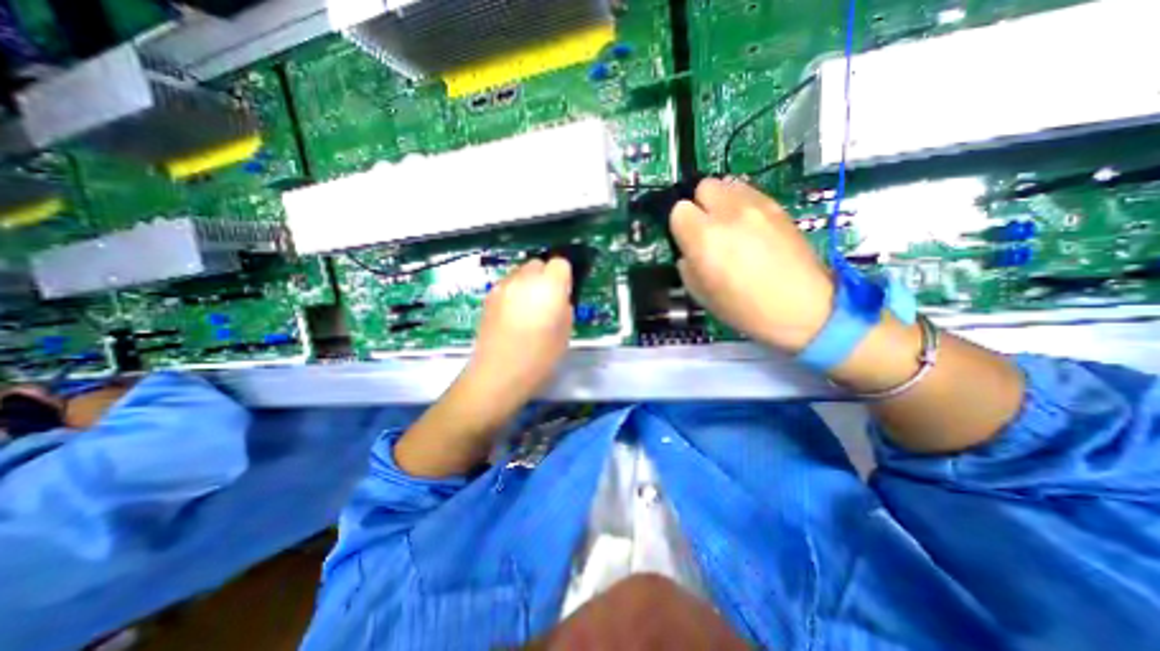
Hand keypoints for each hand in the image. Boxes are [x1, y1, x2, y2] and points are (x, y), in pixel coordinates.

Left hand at [460, 258, 572, 405]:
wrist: (498, 373)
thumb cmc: (539, 357)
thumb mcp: (565, 333)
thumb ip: (564, 307)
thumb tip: (559, 298)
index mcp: (549, 286)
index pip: (560, 263)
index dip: (564, 276)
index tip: (564, 293)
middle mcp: (525, 279)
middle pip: (539, 263)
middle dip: (546, 276)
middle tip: (547, 300)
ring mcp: (503, 286)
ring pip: (521, 272)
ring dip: (529, 283)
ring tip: (528, 308)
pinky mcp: (489, 296)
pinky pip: (508, 285)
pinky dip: (514, 292)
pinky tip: (513, 315)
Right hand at [673, 176, 833, 350]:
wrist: (800, 308)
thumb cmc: (743, 309)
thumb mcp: (699, 293)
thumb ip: (686, 263)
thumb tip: (688, 250)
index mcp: (704, 238)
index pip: (678, 210)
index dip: (681, 226)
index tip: (688, 240)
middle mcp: (728, 213)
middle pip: (703, 187)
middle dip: (700, 206)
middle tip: (707, 229)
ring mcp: (756, 206)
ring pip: (727, 184)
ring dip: (721, 201)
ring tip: (729, 225)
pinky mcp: (777, 206)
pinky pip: (749, 192)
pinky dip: (742, 203)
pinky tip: (749, 226)